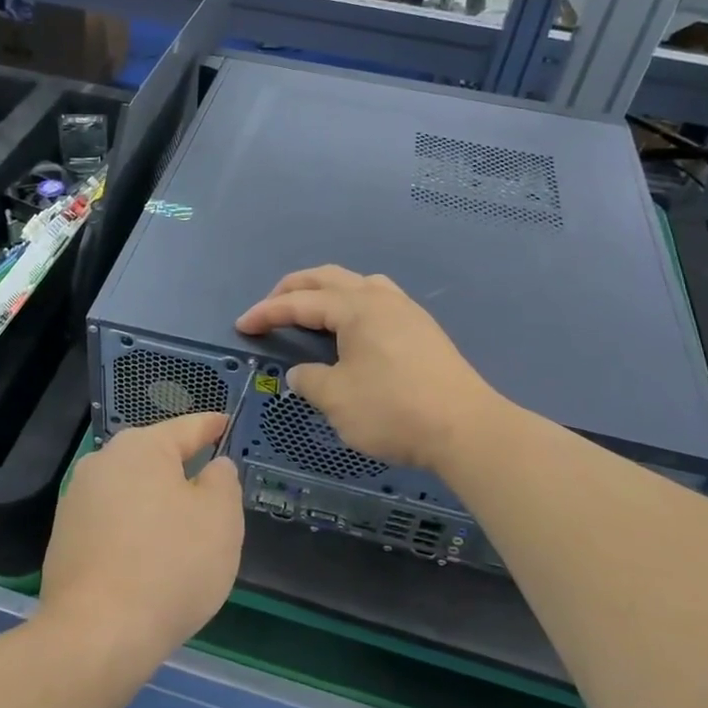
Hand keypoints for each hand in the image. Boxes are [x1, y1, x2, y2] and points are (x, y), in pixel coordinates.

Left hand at [39, 413, 243, 669]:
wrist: (95, 635)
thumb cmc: (170, 566)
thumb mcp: (220, 518)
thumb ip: (222, 480)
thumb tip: (212, 467)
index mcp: (142, 447)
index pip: (188, 427)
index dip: (212, 426)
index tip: (226, 424)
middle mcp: (103, 462)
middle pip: (155, 458)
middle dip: (183, 471)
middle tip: (213, 494)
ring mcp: (76, 500)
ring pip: (132, 492)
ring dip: (156, 505)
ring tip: (182, 536)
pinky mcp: (64, 538)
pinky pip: (112, 523)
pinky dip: (134, 532)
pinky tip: (148, 563)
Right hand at [236, 265, 494, 474]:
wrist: (466, 428)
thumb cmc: (393, 410)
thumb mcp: (337, 399)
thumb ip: (310, 380)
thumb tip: (302, 373)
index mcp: (355, 307)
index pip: (300, 302)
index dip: (267, 312)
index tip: (241, 325)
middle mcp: (380, 298)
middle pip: (328, 278)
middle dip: (293, 289)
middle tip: (270, 309)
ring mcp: (406, 311)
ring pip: (358, 284)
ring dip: (327, 292)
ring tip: (312, 312)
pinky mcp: (423, 330)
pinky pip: (378, 301)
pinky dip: (352, 305)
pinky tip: (352, 330)